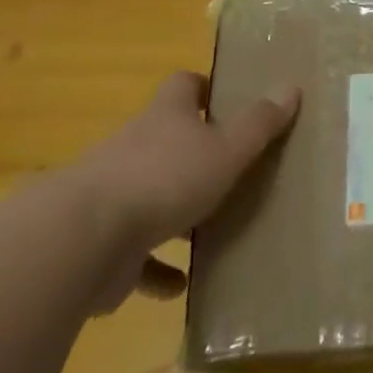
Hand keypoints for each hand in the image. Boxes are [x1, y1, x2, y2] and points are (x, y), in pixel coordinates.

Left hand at [72, 71, 299, 311]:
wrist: (81, 240)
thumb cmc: (165, 179)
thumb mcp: (226, 149)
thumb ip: (259, 123)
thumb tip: (291, 86)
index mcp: (166, 118)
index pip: (183, 87)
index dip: (203, 88)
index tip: (224, 100)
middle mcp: (134, 148)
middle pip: (164, 140)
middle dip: (194, 153)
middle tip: (231, 167)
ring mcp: (112, 196)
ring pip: (149, 197)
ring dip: (174, 213)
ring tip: (210, 228)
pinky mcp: (102, 244)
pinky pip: (135, 256)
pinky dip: (156, 269)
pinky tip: (180, 286)